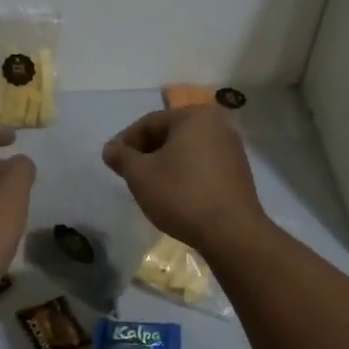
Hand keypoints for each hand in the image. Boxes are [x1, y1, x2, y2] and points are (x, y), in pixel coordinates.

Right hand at [101, 107, 265, 258]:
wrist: (231, 232)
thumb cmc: (181, 195)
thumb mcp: (141, 175)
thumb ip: (121, 157)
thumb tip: (110, 148)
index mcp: (194, 116)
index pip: (149, 123)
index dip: (125, 142)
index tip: (112, 163)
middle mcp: (217, 124)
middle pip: (170, 134)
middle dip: (146, 153)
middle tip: (129, 175)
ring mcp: (232, 148)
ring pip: (186, 151)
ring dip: (164, 165)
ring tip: (150, 187)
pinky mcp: (238, 172)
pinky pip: (202, 165)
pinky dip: (184, 174)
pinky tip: (174, 195)